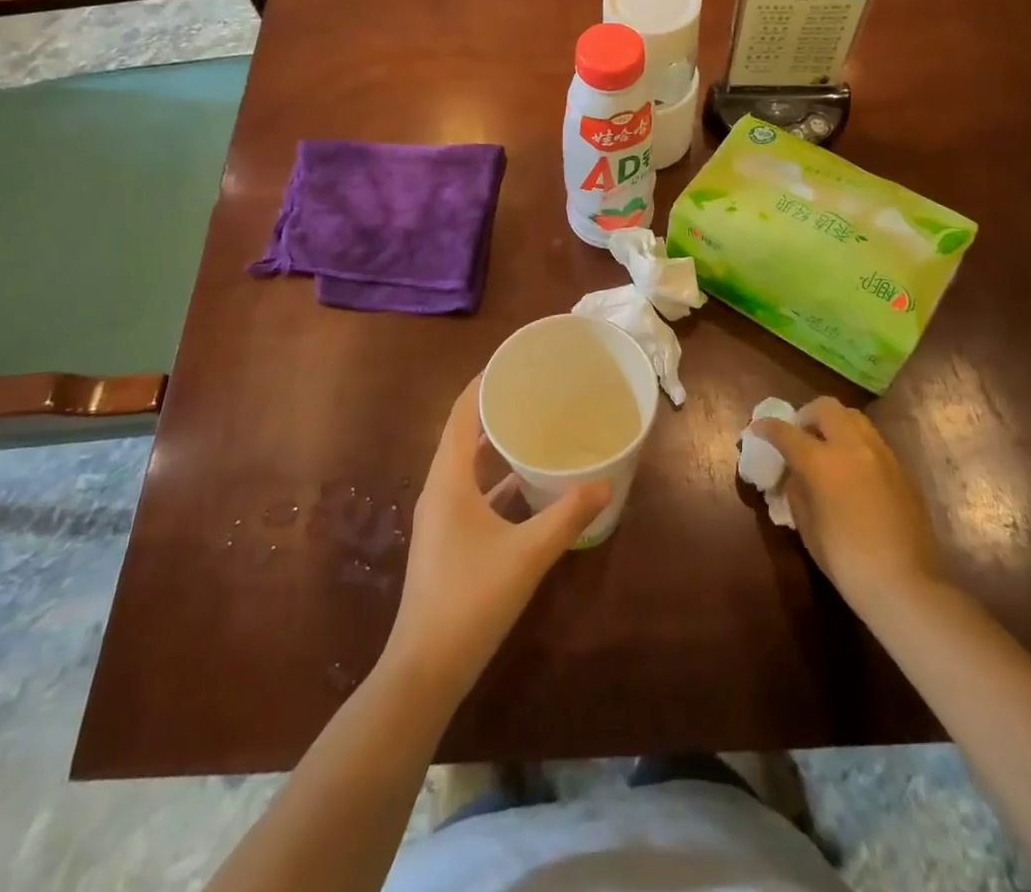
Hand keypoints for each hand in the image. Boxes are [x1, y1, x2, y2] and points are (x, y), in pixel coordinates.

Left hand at [383, 377, 610, 703]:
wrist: (425, 669)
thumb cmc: (472, 599)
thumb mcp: (527, 554)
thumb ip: (567, 515)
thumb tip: (605, 482)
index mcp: (448, 480)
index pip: (460, 414)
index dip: (481, 384)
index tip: (511, 362)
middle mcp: (438, 489)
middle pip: (461, 435)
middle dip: (491, 409)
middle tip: (531, 389)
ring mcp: (440, 516)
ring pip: (466, 466)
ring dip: (493, 445)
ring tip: (531, 426)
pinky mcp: (447, 539)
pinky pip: (471, 493)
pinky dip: (495, 480)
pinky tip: (525, 484)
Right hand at [752, 398, 942, 615]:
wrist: (906, 585)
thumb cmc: (846, 560)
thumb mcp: (807, 526)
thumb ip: (797, 490)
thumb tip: (796, 475)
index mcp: (821, 461)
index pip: (786, 431)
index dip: (767, 427)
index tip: (757, 429)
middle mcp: (852, 447)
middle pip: (826, 408)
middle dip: (807, 415)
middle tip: (799, 435)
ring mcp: (881, 455)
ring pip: (854, 418)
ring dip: (835, 424)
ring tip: (827, 448)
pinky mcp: (902, 470)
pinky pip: (872, 441)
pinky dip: (855, 444)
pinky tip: (852, 471)